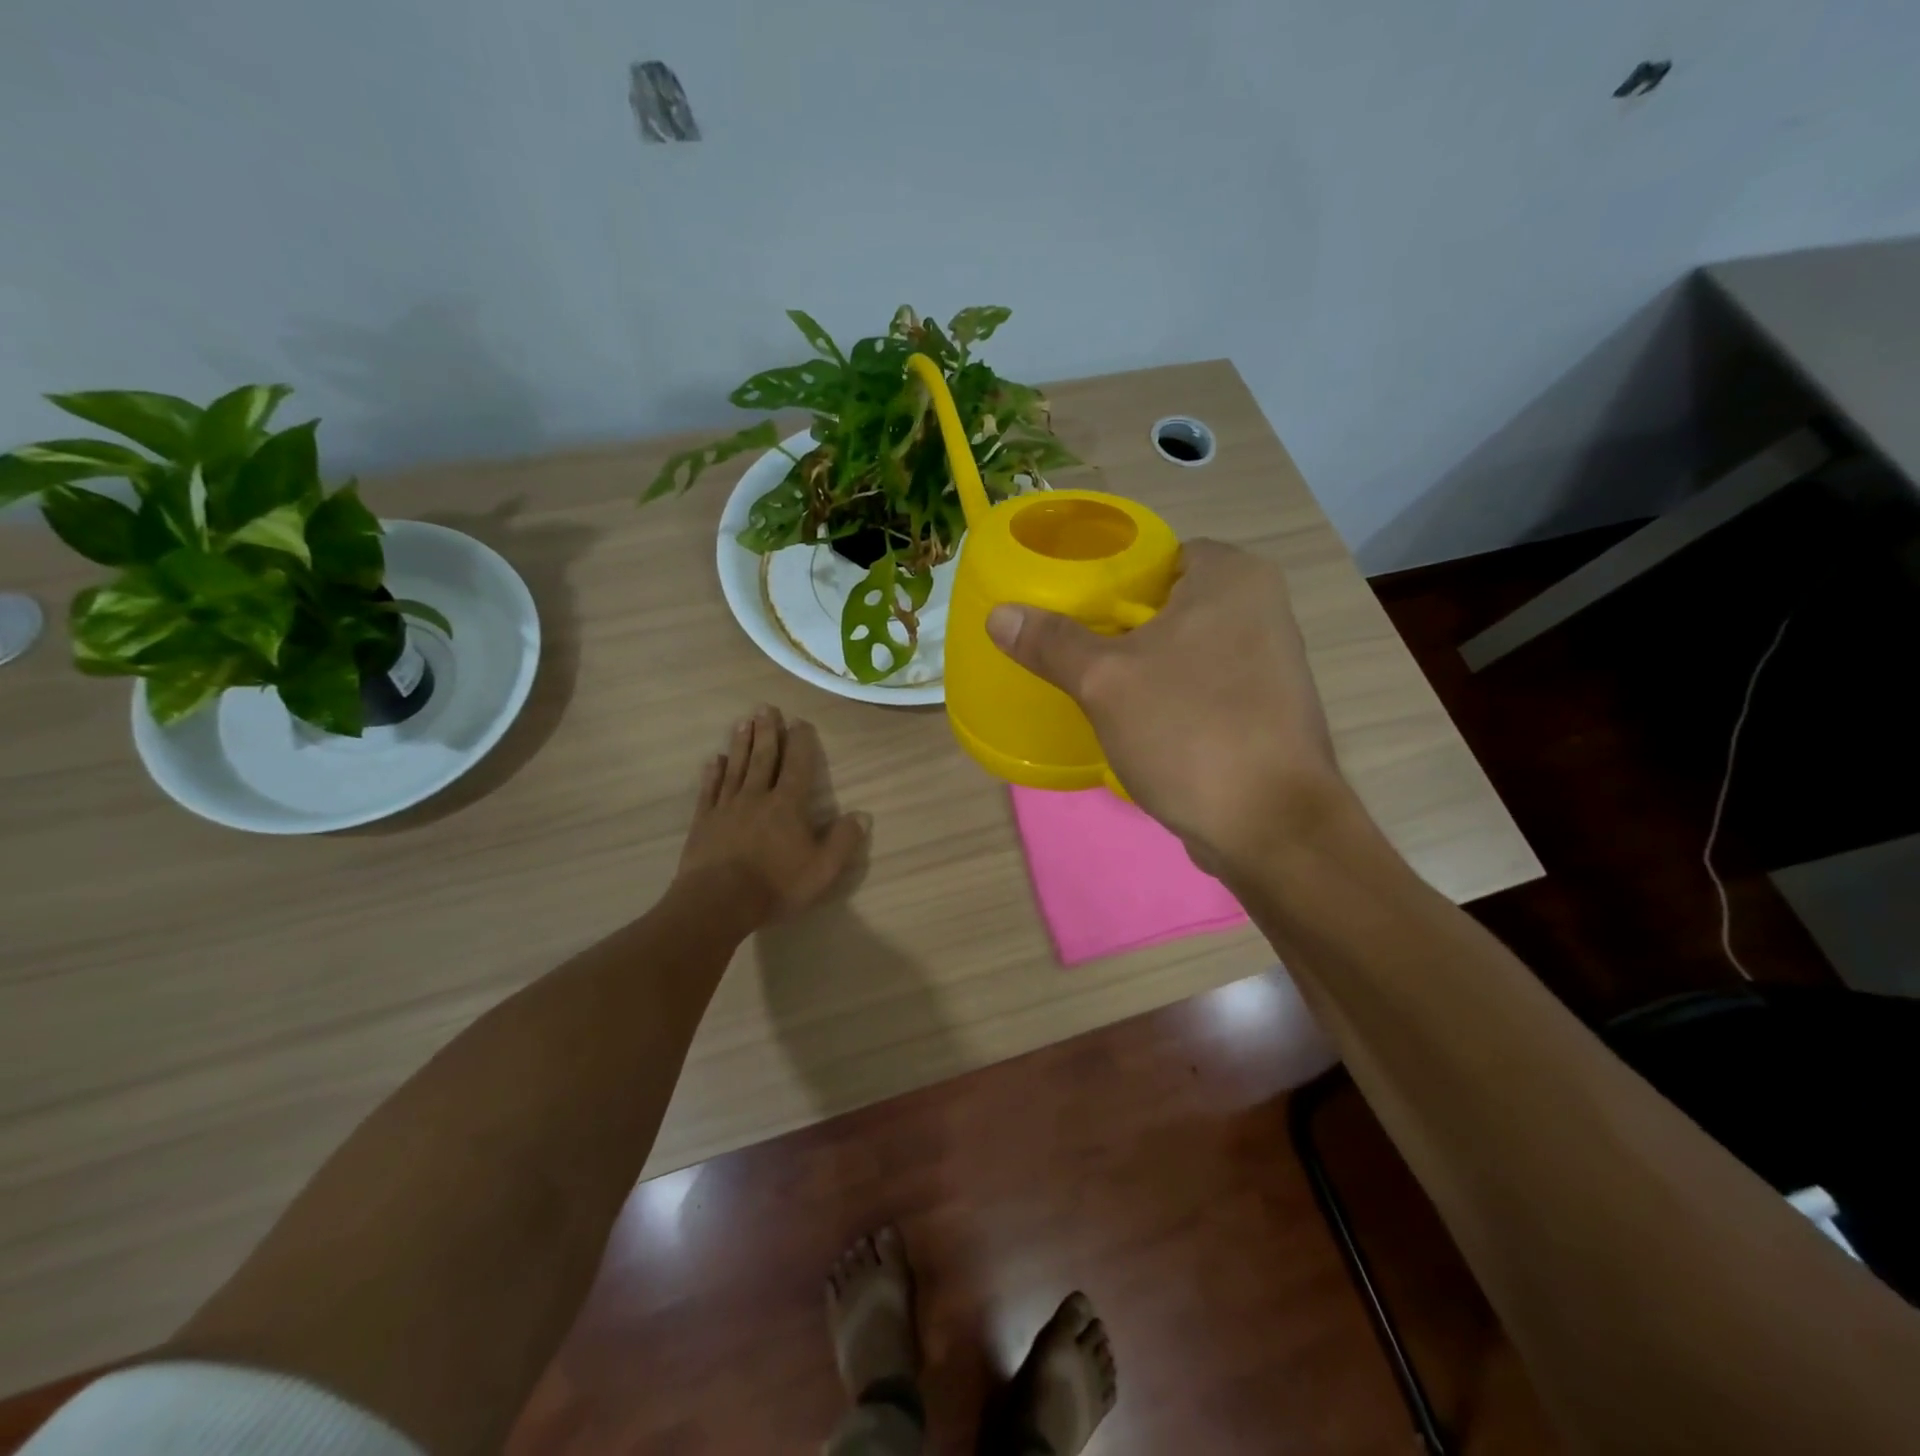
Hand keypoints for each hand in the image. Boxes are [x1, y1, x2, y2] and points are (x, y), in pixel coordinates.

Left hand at [677, 706, 865, 923]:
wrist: (718, 902)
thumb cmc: (775, 885)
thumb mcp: (822, 869)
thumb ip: (843, 840)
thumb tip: (862, 815)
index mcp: (788, 805)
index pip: (797, 766)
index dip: (800, 743)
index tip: (799, 721)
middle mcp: (757, 797)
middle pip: (763, 758)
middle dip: (767, 732)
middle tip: (765, 707)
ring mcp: (727, 807)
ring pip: (736, 768)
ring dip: (741, 744)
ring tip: (743, 722)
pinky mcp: (704, 822)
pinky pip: (710, 790)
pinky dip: (713, 773)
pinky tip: (714, 760)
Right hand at [987, 539, 1352, 871]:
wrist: (1271, 827)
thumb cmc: (1190, 731)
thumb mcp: (1105, 682)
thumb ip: (1052, 642)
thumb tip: (1000, 615)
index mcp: (1233, 577)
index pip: (1158, 557)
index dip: (1111, 581)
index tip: (1073, 614)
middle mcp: (1262, 607)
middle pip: (1170, 603)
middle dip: (1122, 629)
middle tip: (1076, 653)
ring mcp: (1271, 662)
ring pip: (1187, 648)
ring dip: (1146, 666)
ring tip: (1098, 688)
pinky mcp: (1268, 709)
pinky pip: (1204, 685)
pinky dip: (1173, 697)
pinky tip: (1140, 724)